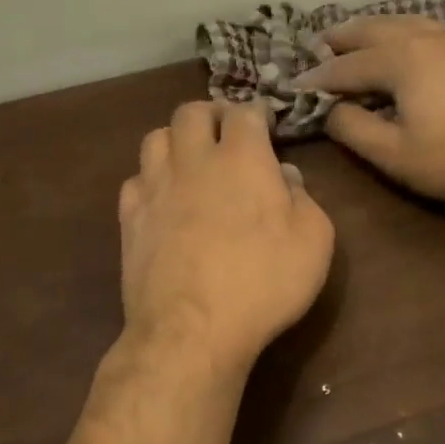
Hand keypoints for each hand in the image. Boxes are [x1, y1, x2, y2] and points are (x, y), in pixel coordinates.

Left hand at [119, 101, 333, 372]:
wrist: (193, 330)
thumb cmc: (265, 282)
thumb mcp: (314, 240)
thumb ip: (304, 198)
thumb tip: (284, 176)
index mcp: (243, 159)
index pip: (245, 113)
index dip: (257, 113)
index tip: (266, 124)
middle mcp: (194, 161)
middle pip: (191, 112)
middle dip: (212, 114)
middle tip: (227, 132)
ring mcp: (155, 188)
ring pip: (156, 137)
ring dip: (177, 139)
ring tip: (192, 159)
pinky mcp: (130, 218)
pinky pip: (135, 178)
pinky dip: (151, 178)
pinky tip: (164, 197)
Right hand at [293, 17, 444, 202]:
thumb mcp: (398, 156)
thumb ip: (356, 132)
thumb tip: (332, 111)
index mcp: (400, 61)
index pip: (347, 68)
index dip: (318, 78)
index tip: (294, 85)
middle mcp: (424, 39)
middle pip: (373, 31)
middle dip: (342, 38)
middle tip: (319, 44)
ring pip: (403, 22)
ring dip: (374, 28)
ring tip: (358, 35)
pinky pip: (427, 28)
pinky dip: (404, 30)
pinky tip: (408, 41)